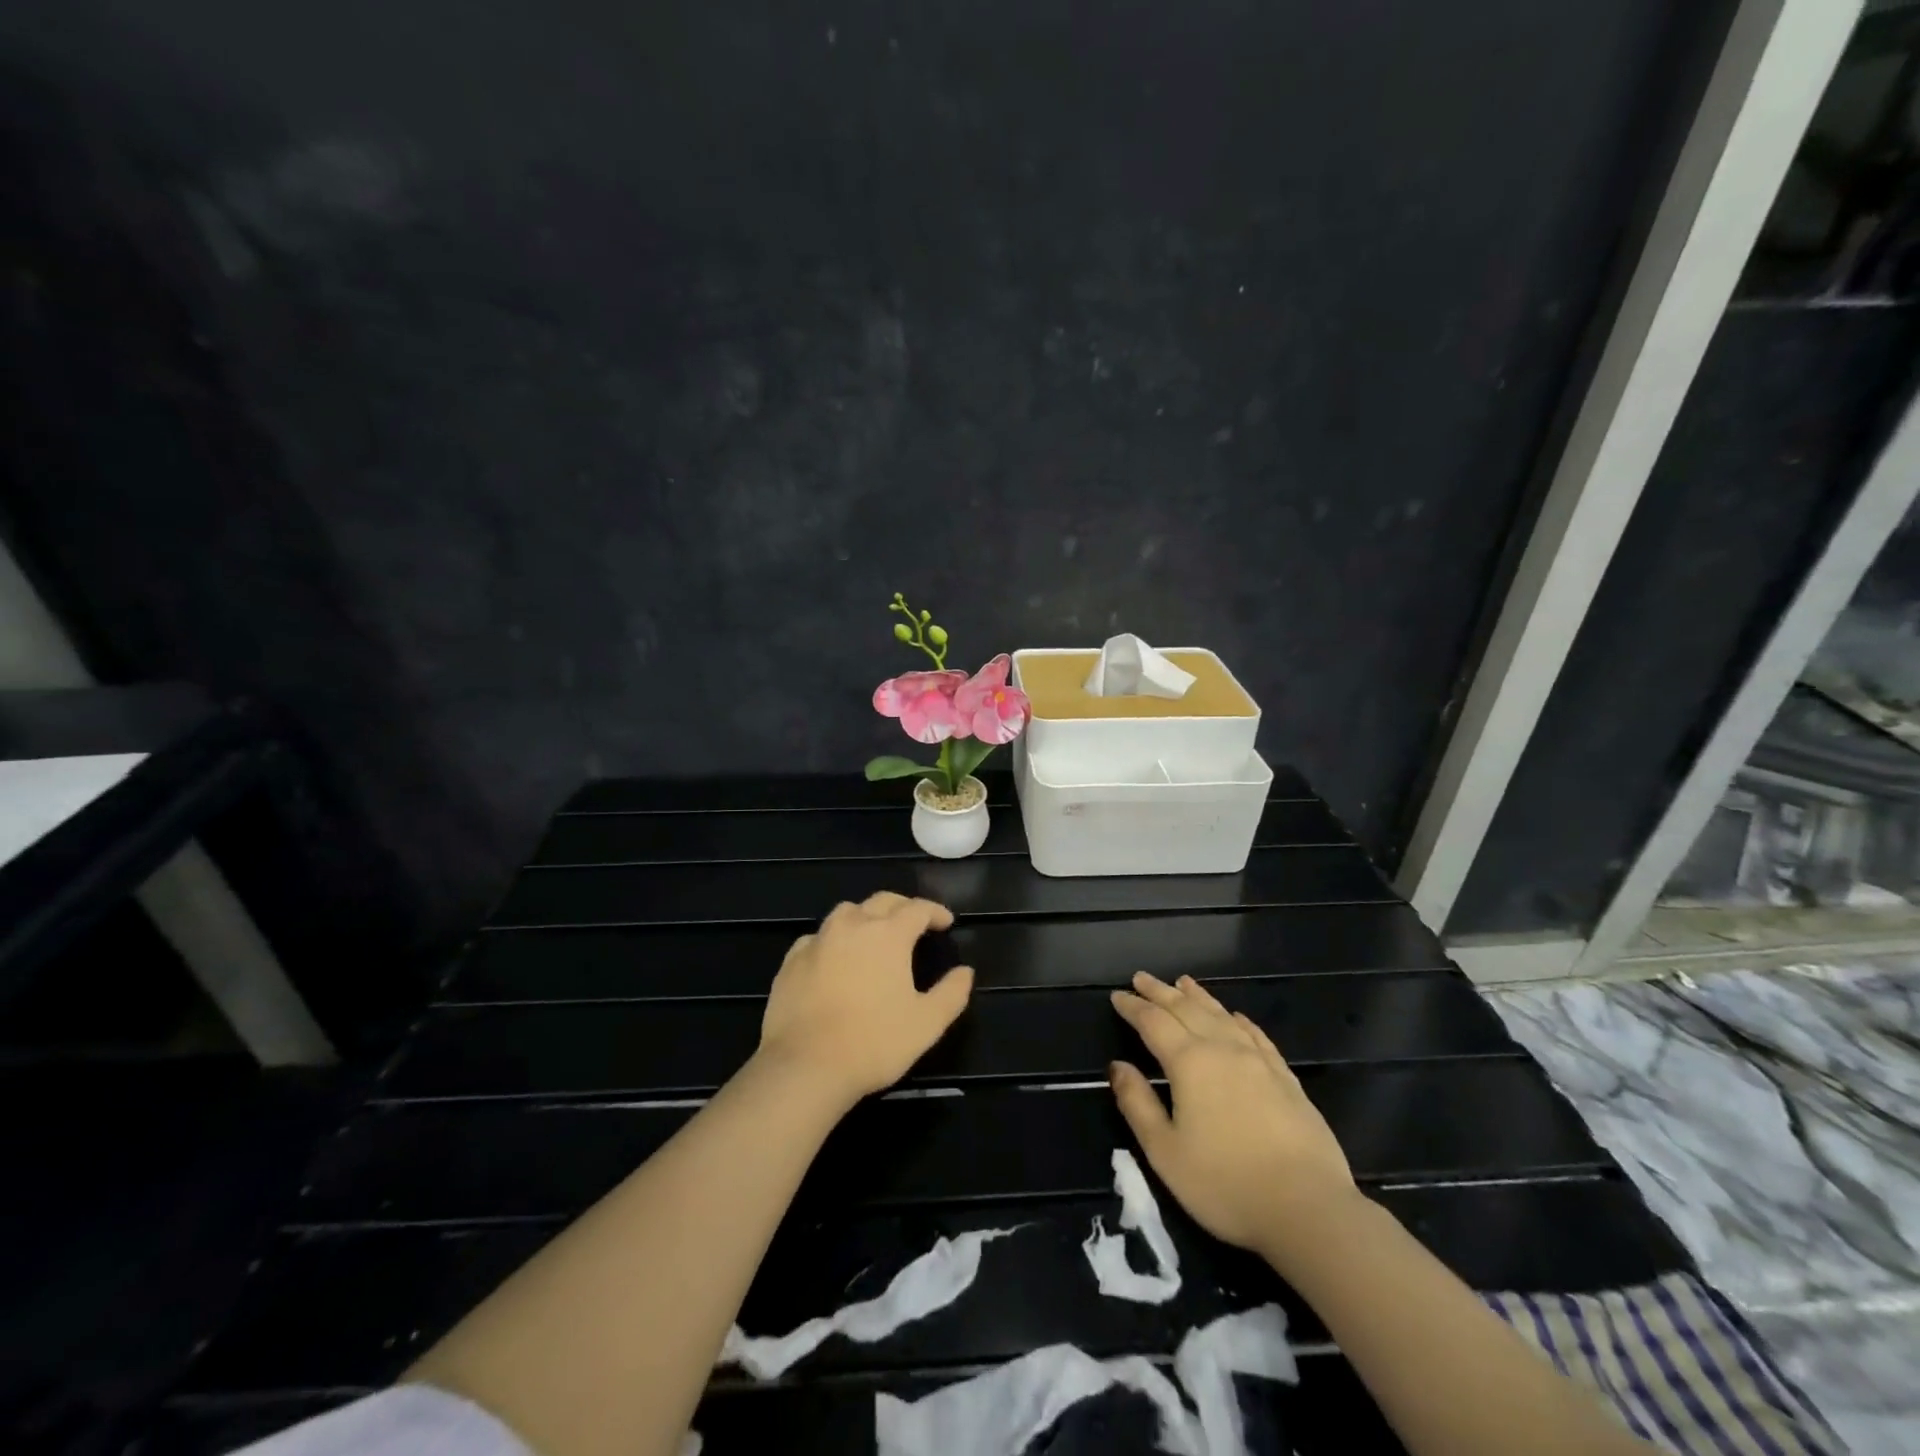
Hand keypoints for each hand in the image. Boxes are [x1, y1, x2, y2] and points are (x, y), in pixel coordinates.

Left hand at [757, 892, 973, 1108]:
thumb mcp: (927, 1024)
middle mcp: (852, 925)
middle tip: (915, 922)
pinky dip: (833, 940)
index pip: (917, 908)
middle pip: (882, 901)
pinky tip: (835, 958)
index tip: (946, 923)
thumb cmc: (874, 1042)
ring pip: (846, 912)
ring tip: (874, 935)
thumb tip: (965, 972)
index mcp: (888, 934)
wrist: (805, 1066)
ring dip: (866, 916)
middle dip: (903, 907)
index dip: (935, 912)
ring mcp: (818, 940)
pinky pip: (817, 937)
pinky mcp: (791, 961)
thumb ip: (951, 993)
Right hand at [1109, 973, 1358, 1268]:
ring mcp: (1258, 1061)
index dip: (1133, 1007)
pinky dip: (1239, 1019)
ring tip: (1183, 982)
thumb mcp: (1165, 1152)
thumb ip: (1138, 1104)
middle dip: (1160, 992)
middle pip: (1186, 1009)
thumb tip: (1117, 1066)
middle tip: (1141, 977)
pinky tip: (1235, 1016)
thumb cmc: (1225, 1185)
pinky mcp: (1285, 1078)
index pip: (1153, 1022)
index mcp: (1189, 1063)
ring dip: (1198, 996)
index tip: (1117, 995)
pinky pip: (1256, 1035)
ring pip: (1221, 1015)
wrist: (1309, 1209)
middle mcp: (1222, 1049)